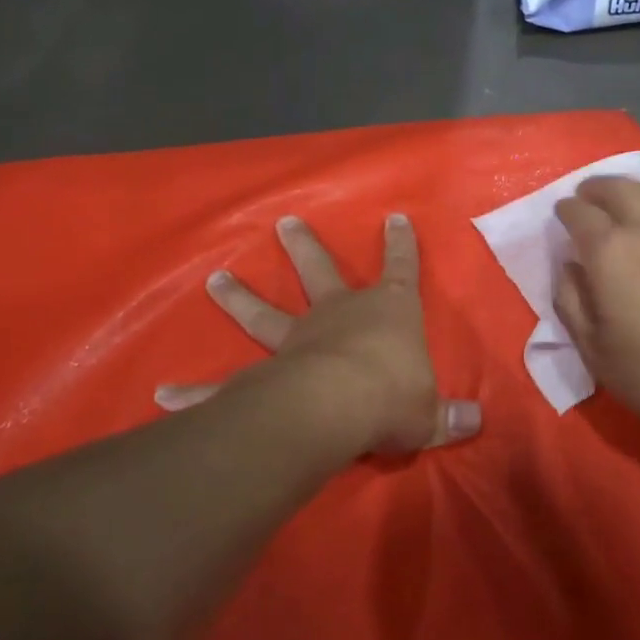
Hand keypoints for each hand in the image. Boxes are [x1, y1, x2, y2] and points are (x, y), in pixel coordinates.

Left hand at [156, 214, 480, 454]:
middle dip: (304, 247)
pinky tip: (163, 395)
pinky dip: (194, 392)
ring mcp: (297, 340)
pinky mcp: (265, 374)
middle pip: (319, 272)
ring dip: (239, 297)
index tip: (395, 218)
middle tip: (284, 222)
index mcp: (387, 312)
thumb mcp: (430, 413)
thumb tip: (476, 421)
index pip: (401, 269)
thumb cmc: (394, 395)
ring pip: (264, 313)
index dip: (401, 245)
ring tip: (214, 279)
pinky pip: (224, 384)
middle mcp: (338, 315)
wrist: (341, 406)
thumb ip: (448, 416)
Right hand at [553, 177, 639, 479]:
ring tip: (619, 199)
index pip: (578, 214)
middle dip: (595, 189)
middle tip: (586, 197)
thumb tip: (568, 269)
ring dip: (628, 189)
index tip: (560, 215)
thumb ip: (573, 305)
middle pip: (616, 188)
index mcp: (610, 252)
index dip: (565, 211)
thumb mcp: (599, 354)